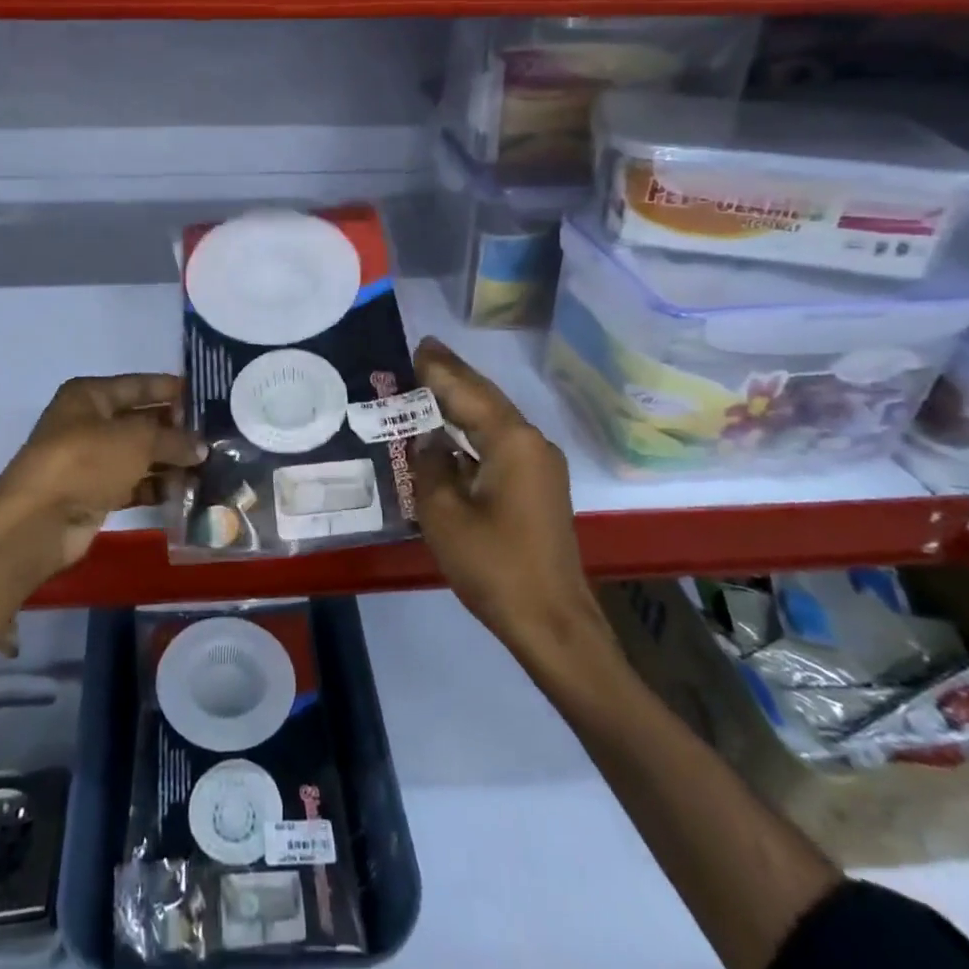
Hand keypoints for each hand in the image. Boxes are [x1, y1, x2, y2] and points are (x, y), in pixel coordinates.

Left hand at [0, 374, 205, 589]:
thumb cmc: (86, 461)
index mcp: (90, 395)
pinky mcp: (94, 494)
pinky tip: (187, 492)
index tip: (207, 397)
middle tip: (217, 436)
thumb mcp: (137, 440)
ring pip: (139, 455)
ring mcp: (90, 460)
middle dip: (176, 429)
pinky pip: (133, 484)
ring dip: (170, 461)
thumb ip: (174, 439)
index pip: (139, 385)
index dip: (171, 390)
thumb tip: (202, 447)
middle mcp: (88, 423)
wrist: (38, 521)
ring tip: (210, 466)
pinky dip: (157, 487)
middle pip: (141, 420)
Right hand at [410, 338, 610, 664]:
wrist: (551, 622)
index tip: (416, 345)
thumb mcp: (443, 513)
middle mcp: (532, 443)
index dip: (439, 370)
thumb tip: (429, 441)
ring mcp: (540, 466)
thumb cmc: (494, 565)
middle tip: (422, 351)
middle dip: (454, 376)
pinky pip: (499, 443)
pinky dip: (472, 430)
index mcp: (512, 442)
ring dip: (462, 402)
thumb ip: (430, 465)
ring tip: (429, 381)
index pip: (468, 392)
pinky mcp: (538, 487)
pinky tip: (450, 431)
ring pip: (494, 420)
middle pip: (486, 399)